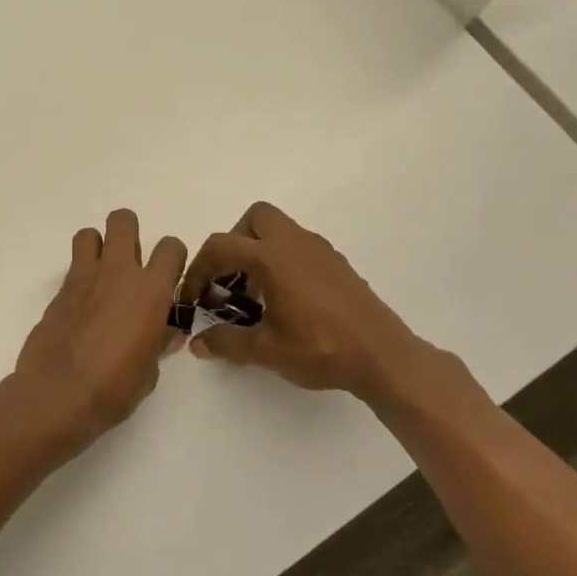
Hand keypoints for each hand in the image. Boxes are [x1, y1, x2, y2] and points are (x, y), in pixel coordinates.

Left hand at [13, 209, 187, 450]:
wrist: (58, 394)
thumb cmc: (114, 387)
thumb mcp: (149, 371)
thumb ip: (158, 343)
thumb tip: (165, 334)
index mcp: (151, 291)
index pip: (171, 247)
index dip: (172, 258)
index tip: (168, 278)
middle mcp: (118, 273)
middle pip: (123, 220)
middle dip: (129, 233)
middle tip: (131, 262)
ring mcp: (84, 278)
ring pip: (89, 234)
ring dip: (97, 247)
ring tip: (101, 276)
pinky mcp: (58, 291)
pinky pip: (72, 268)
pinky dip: (80, 277)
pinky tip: (82, 305)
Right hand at [182, 201, 459, 406]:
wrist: (383, 357)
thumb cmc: (320, 349)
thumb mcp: (265, 350)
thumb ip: (226, 342)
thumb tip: (197, 344)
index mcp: (272, 258)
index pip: (221, 247)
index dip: (198, 270)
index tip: (194, 298)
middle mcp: (295, 243)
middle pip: (255, 218)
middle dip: (234, 242)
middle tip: (229, 279)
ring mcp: (320, 250)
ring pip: (280, 229)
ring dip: (259, 251)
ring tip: (255, 294)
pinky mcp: (337, 264)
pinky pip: (299, 247)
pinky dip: (282, 261)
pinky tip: (285, 300)